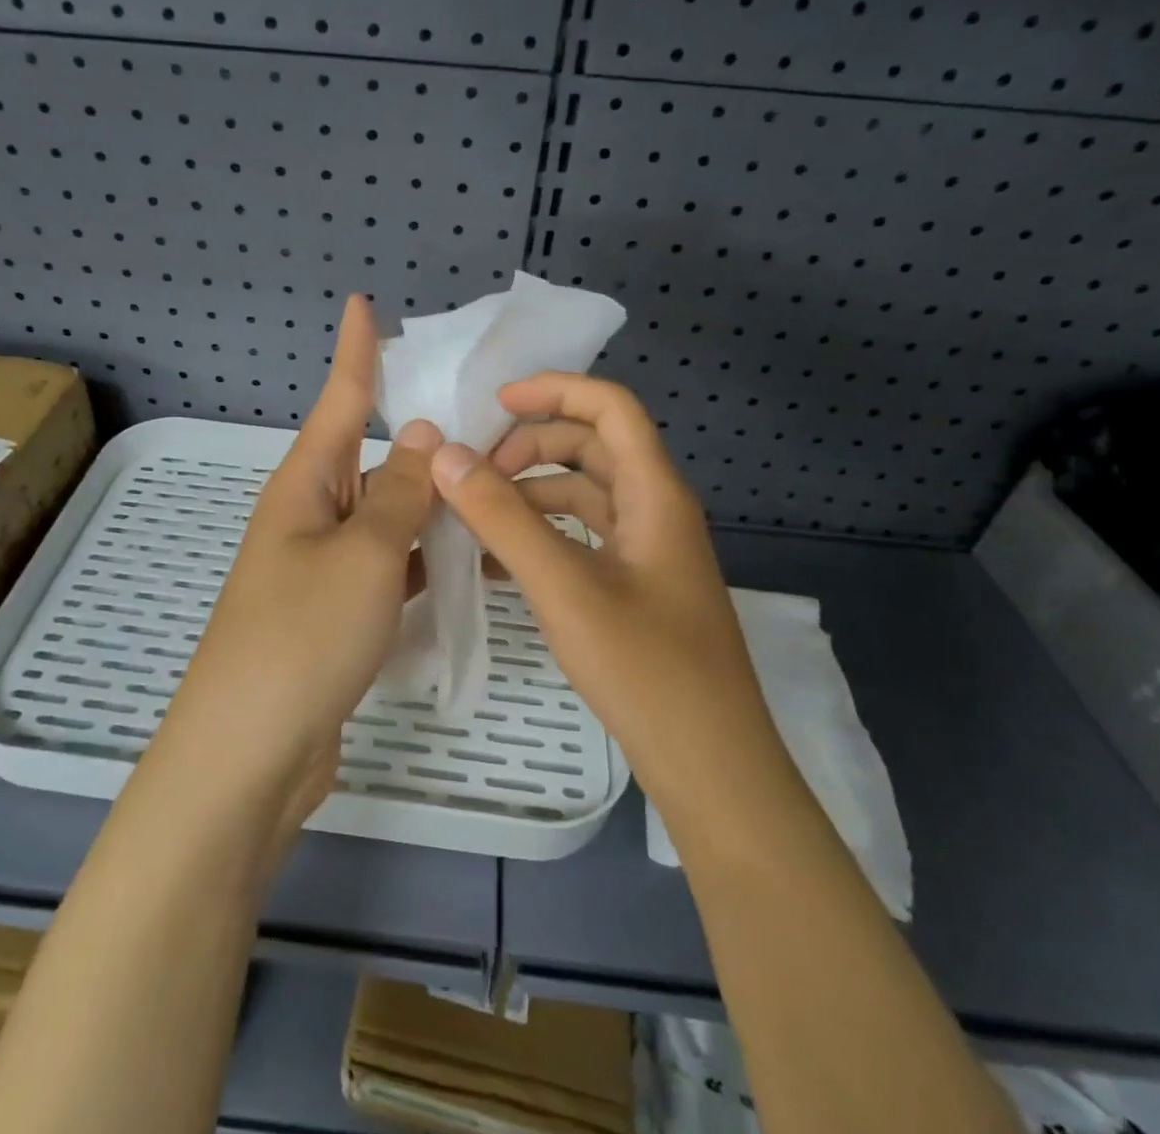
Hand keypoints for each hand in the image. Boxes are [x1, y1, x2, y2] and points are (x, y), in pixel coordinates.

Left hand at [149, 294, 442, 868]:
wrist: (251, 751)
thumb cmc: (302, 637)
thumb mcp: (362, 555)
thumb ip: (398, 494)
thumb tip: (418, 433)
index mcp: (305, 485)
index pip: (338, 399)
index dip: (355, 350)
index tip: (363, 302)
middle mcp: (311, 515)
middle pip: (371, 458)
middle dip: (418, 437)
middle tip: (485, 416)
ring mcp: (325, 566)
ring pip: (387, 515)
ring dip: (429, 503)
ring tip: (493, 483)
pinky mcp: (340, 610)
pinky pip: (390, 564)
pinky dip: (424, 557)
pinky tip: (467, 557)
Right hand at [427, 373, 781, 815]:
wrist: (712, 768)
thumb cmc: (645, 669)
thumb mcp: (564, 588)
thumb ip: (503, 519)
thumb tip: (447, 456)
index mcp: (654, 493)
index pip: (610, 408)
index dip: (555, 391)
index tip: (494, 404)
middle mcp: (655, 510)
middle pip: (592, 447)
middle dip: (531, 447)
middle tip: (474, 472)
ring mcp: (647, 552)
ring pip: (583, 495)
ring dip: (530, 494)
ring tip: (473, 517)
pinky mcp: (635, 587)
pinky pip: (582, 539)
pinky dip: (541, 536)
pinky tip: (497, 564)